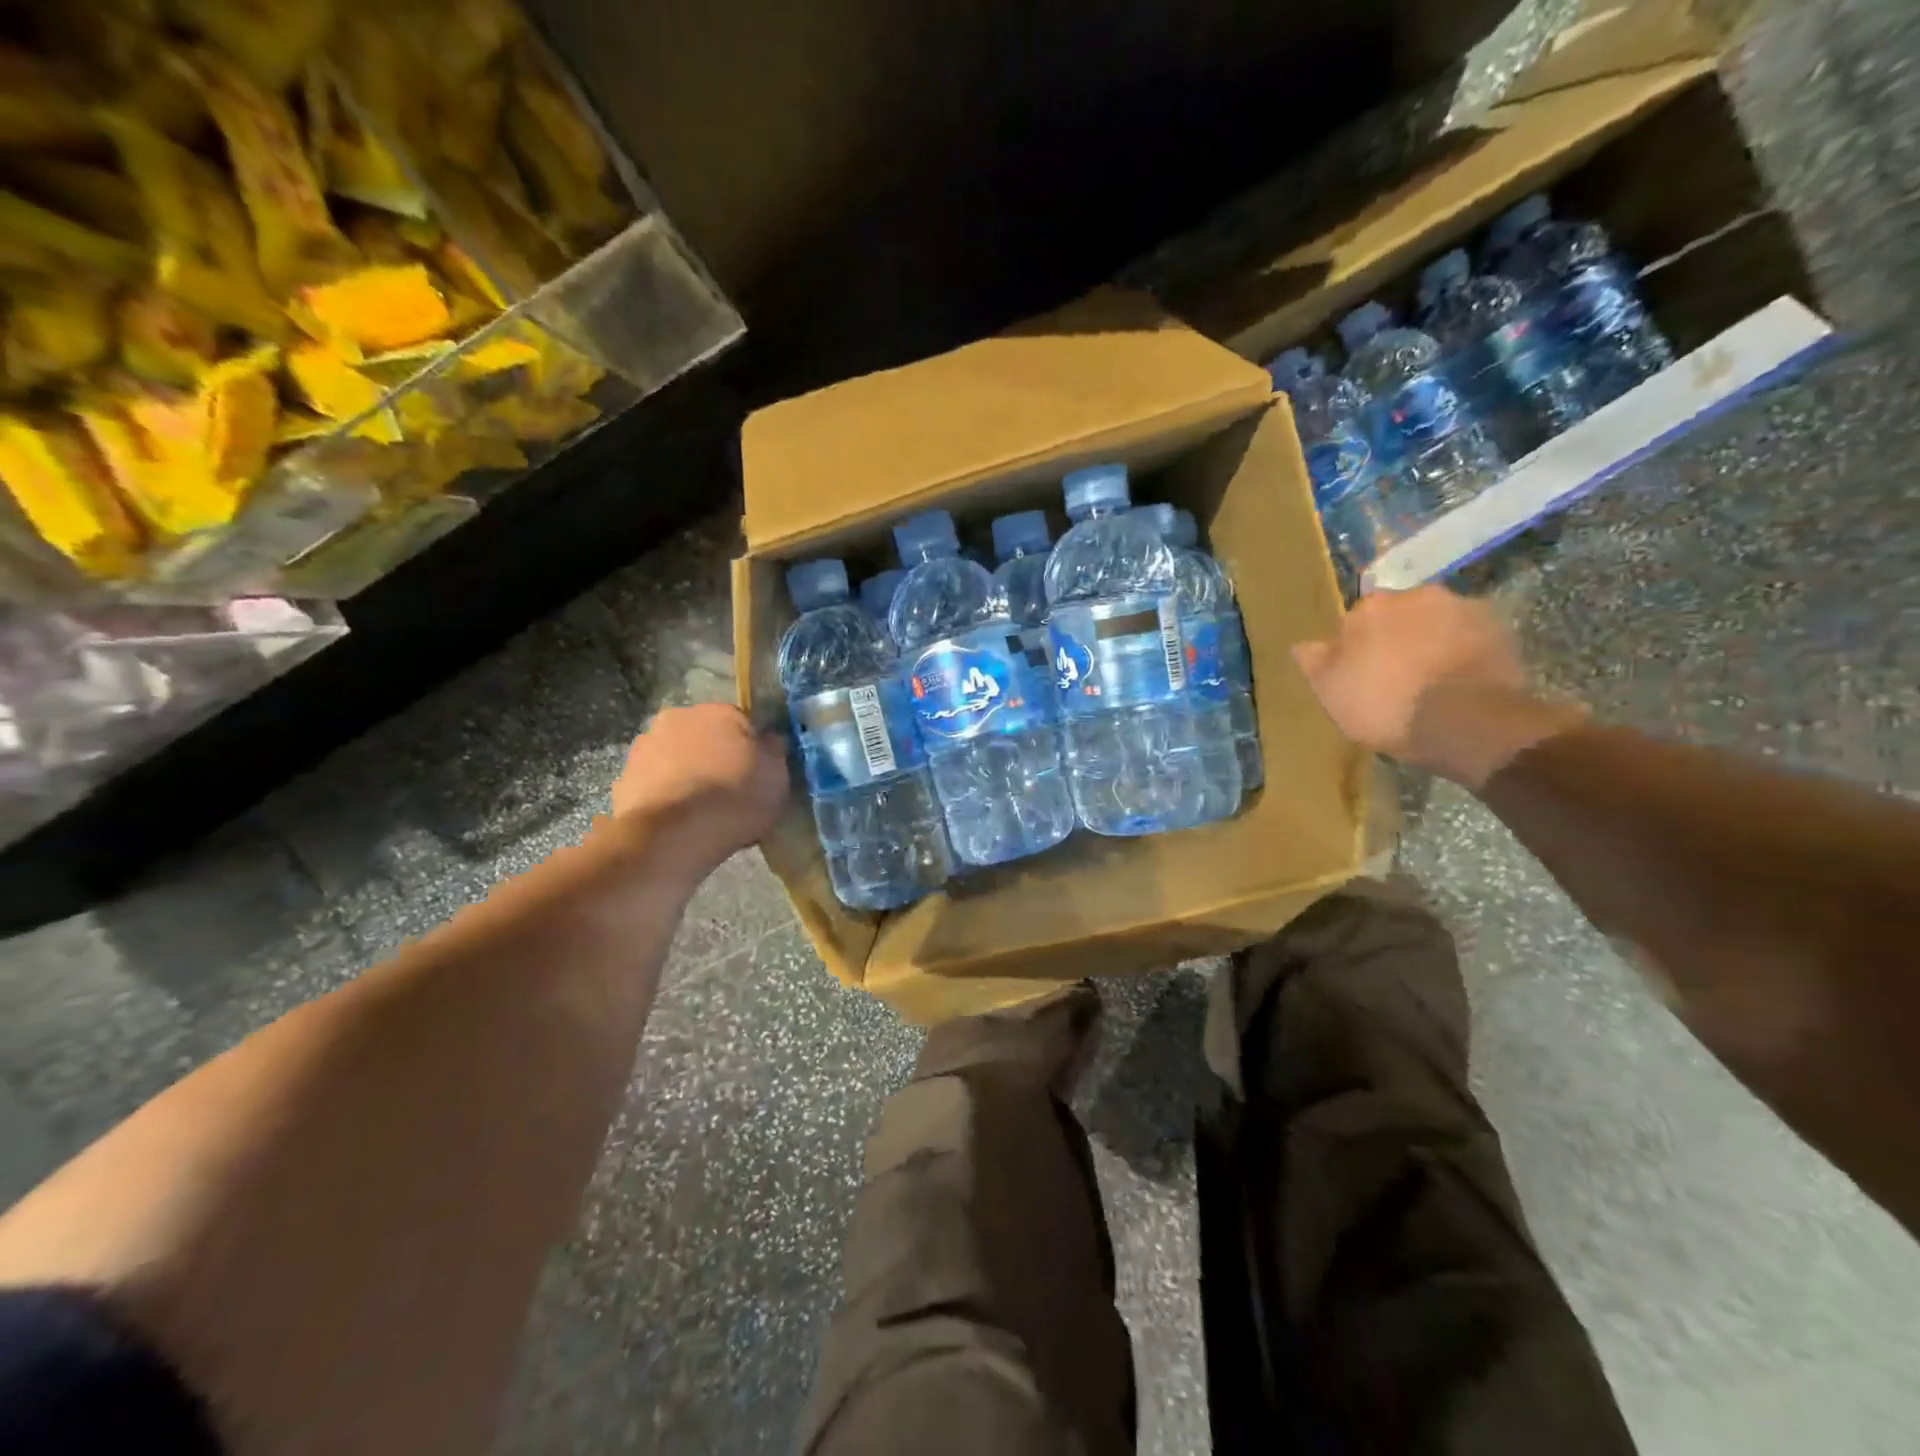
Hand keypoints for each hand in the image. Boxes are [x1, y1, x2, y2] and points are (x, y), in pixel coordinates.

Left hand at [610, 704, 788, 873]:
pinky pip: (654, 785)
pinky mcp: (623, 779)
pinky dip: (665, 797)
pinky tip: (677, 823)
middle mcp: (678, 718)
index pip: (742, 722)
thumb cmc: (734, 798)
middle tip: (728, 791)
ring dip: (687, 775)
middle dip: (714, 757)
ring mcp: (645, 747)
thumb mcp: (777, 776)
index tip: (756, 774)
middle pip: (704, 736)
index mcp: (719, 711)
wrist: (673, 835)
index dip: (751, 749)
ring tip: (701, 811)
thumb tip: (769, 739)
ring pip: (676, 758)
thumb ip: (774, 751)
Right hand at [1292, 585, 1583, 785]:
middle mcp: (1418, 595)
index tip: (1359, 673)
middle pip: (1401, 615)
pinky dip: (1465, 654)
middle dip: (1398, 637)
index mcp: (1371, 607)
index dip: (1357, 646)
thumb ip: (1314, 662)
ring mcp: (1465, 609)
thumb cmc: (1384, 704)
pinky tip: (1460, 684)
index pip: (1356, 619)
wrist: (1465, 722)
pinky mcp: (1502, 631)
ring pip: (1439, 623)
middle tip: (1396, 676)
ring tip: (1432, 681)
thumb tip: (1302, 645)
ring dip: (1433, 642)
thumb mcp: (1330, 692)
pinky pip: (1472, 640)